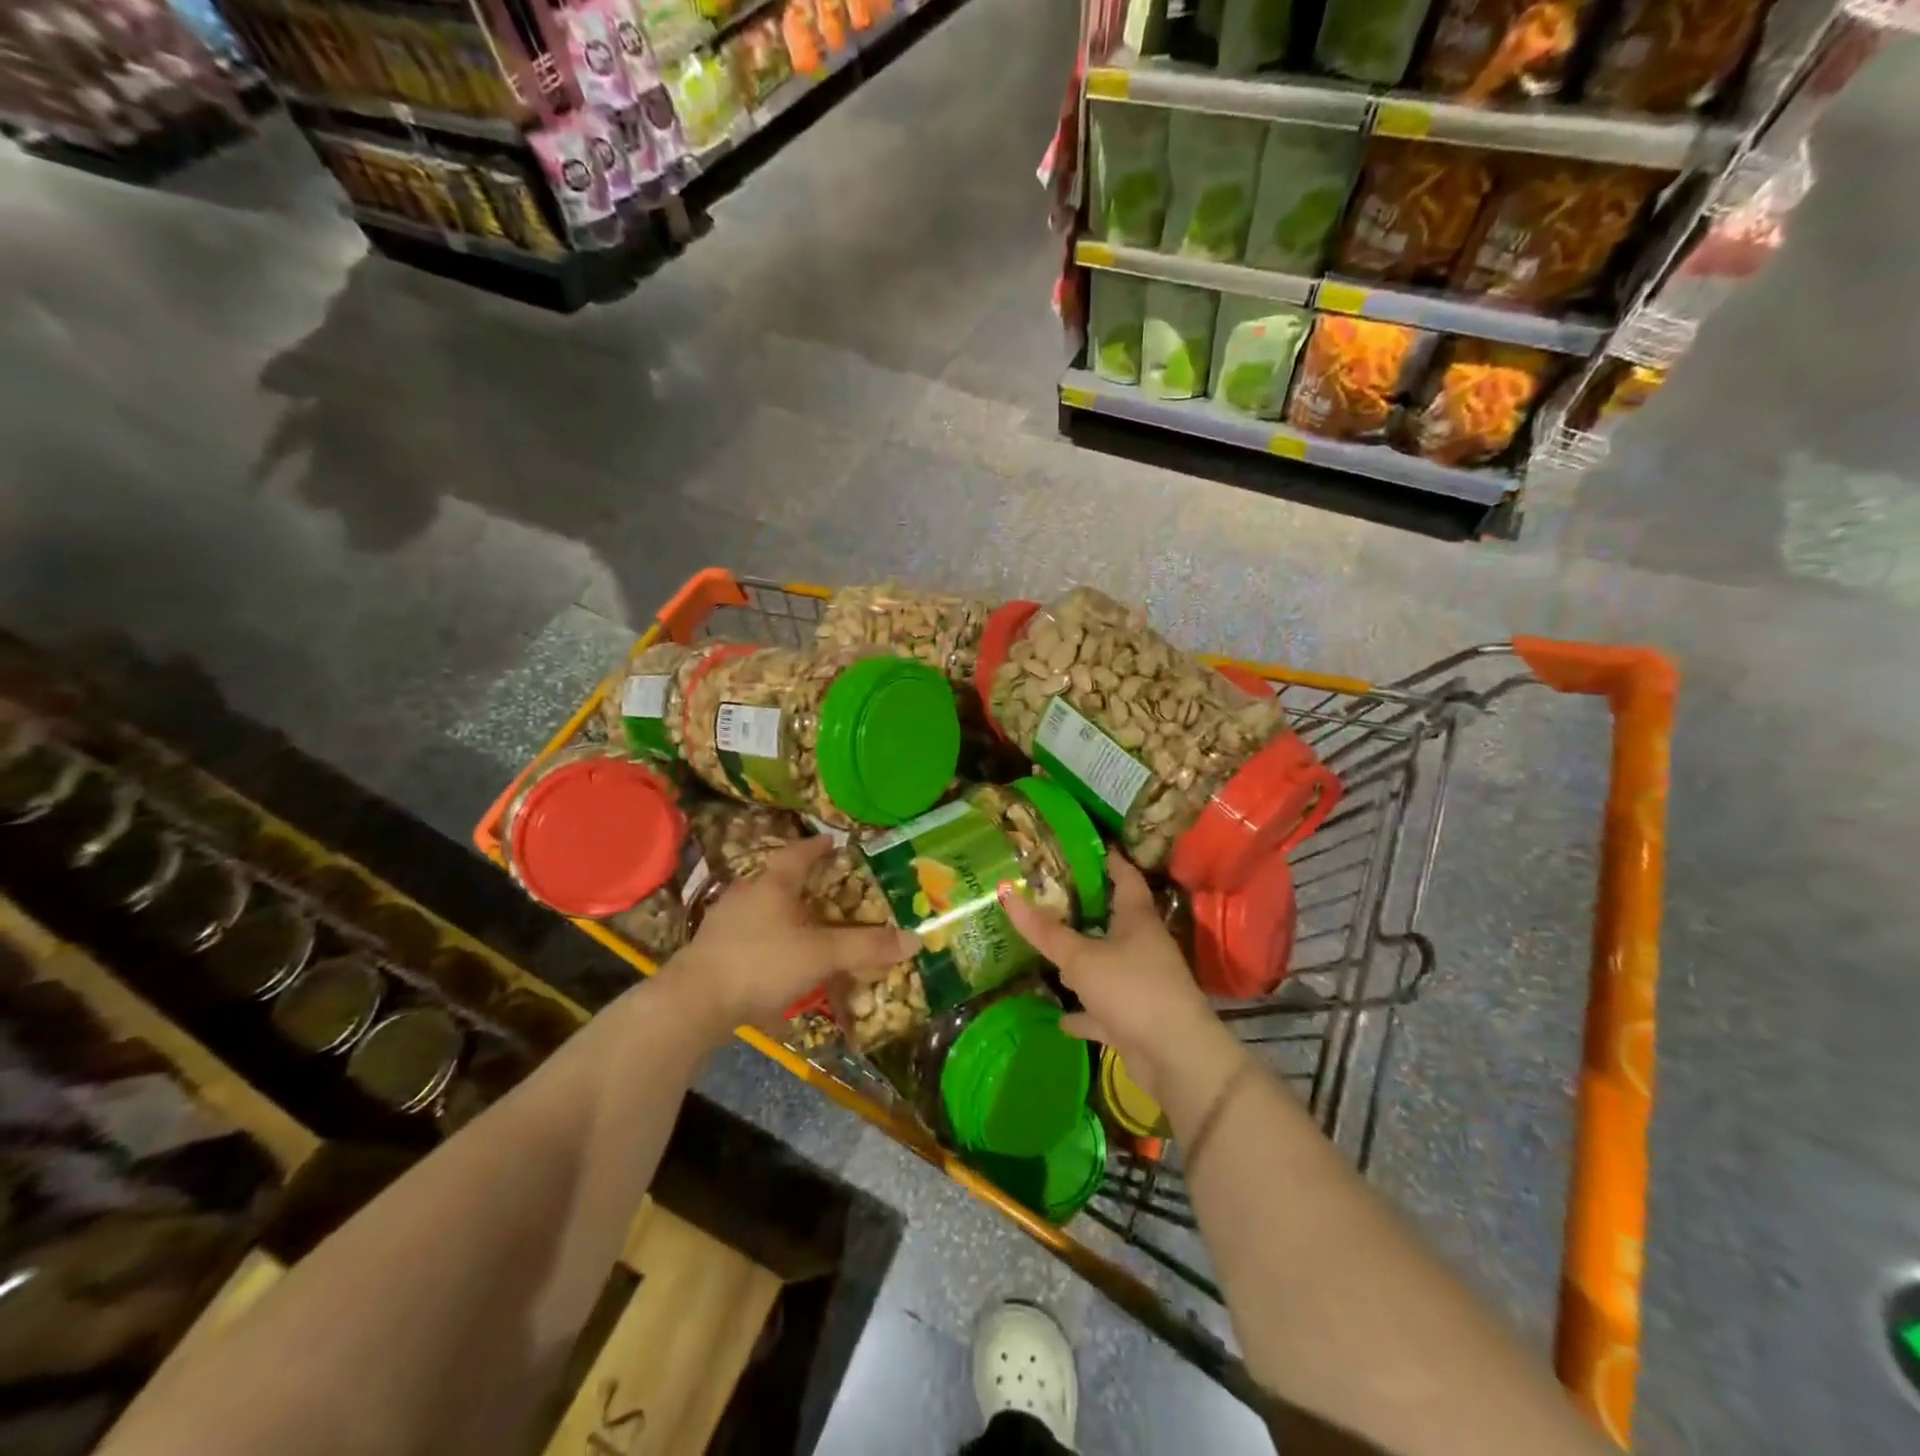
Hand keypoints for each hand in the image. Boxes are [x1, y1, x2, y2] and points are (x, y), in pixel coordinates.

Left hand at [666, 837, 916, 1036]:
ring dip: (784, 912)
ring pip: (762, 908)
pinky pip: (749, 935)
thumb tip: (915, 938)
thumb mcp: (821, 954)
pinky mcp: (713, 950)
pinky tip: (777, 959)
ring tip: (805, 924)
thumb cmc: (762, 963)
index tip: (832, 841)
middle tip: (827, 887)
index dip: (817, 847)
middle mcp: (747, 894)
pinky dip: (768, 939)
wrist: (694, 1002)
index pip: (799, 854)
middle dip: (803, 882)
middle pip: (778, 879)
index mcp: (773, 884)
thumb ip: (866, 947)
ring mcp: (725, 922)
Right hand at [1000, 849, 1221, 1101]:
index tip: (1087, 846)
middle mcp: (1142, 946)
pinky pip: (1104, 1009)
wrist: (1176, 1056)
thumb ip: (1044, 931)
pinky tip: (1061, 1017)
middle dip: (1085, 911)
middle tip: (1049, 897)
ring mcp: (1141, 983)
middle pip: (1114, 920)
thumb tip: (1006, 892)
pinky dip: (1084, 1012)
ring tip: (1050, 954)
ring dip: (1083, 963)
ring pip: (1107, 965)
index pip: (1126, 877)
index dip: (1109, 859)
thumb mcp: (1081, 958)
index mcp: (1137, 919)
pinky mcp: (1136, 1018)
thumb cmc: (1131, 989)